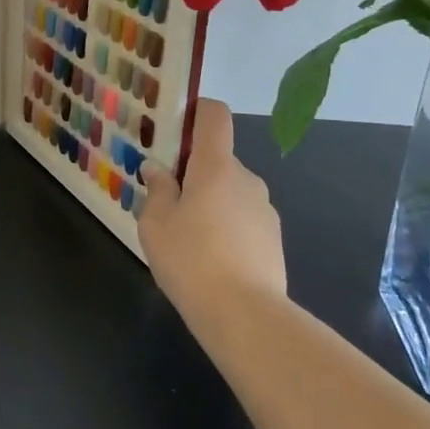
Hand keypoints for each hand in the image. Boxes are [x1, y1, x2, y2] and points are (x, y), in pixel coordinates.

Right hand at [139, 100, 286, 322]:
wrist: (245, 316)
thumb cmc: (191, 259)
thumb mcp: (155, 223)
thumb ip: (157, 189)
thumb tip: (159, 170)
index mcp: (216, 166)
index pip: (214, 116)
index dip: (195, 112)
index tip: (173, 129)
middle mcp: (246, 179)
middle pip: (217, 159)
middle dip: (192, 173)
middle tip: (166, 201)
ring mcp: (265, 210)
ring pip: (230, 192)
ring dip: (209, 203)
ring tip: (186, 238)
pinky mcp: (273, 240)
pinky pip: (242, 219)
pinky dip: (225, 228)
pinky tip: (209, 259)